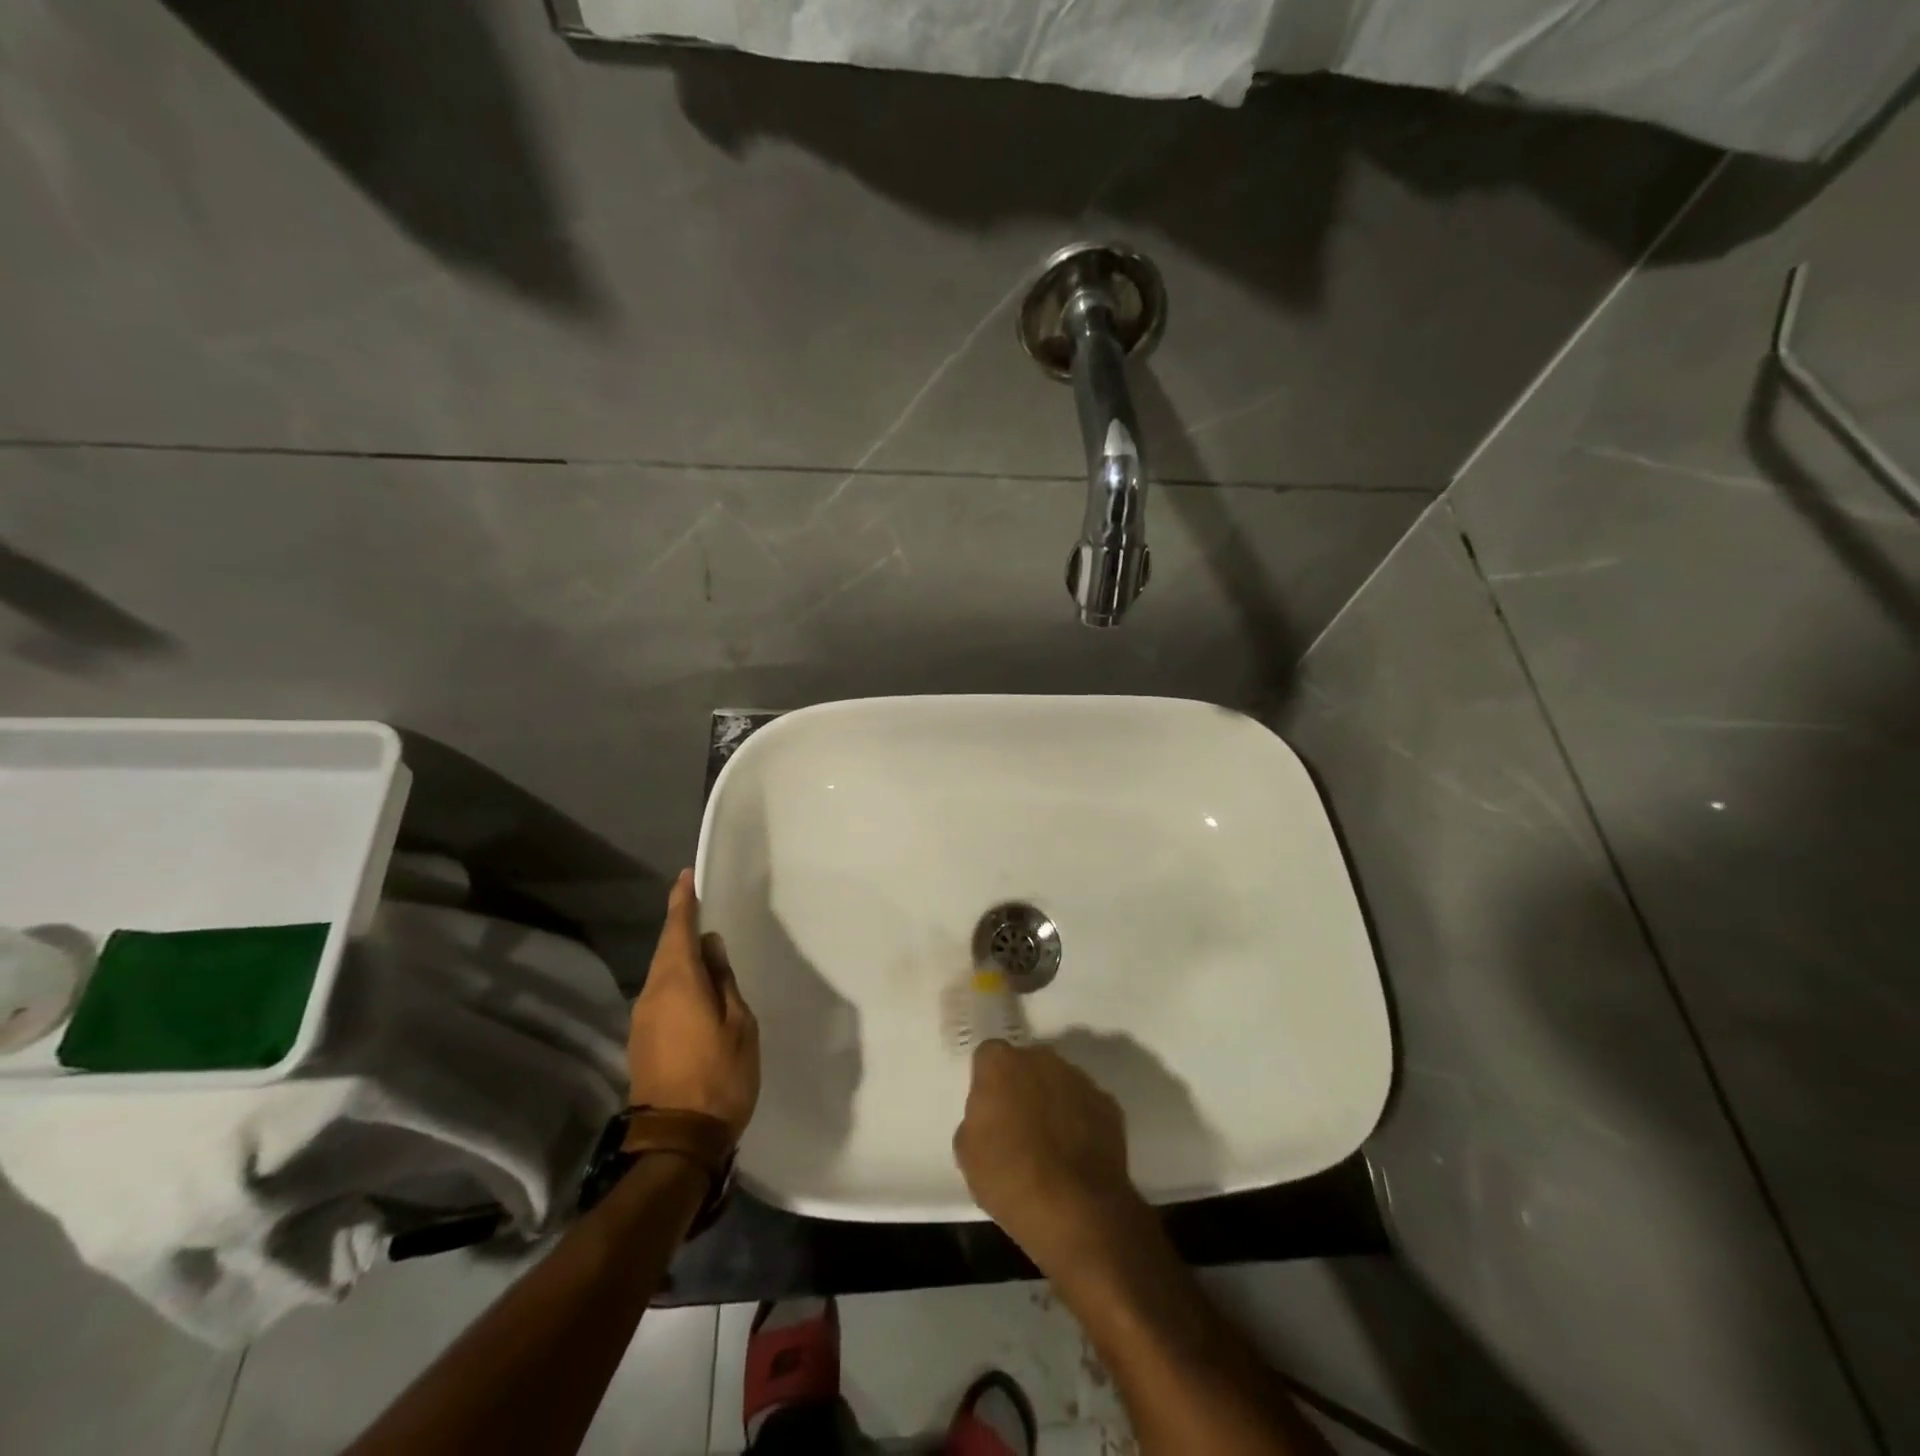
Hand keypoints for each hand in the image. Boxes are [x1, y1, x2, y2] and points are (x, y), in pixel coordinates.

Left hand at [628, 871, 759, 1142]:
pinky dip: (676, 981)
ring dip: (679, 956)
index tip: (685, 877)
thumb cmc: (720, 1075)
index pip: (677, 930)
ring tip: (703, 949)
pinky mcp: (641, 1040)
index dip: (682, 901)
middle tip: (698, 907)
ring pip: (661, 973)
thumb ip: (723, 981)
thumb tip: (710, 948)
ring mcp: (642, 1019)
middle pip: (666, 949)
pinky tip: (695, 988)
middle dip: (680, 926)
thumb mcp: (738, 1023)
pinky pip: (660, 995)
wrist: (677, 1140)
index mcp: (677, 983)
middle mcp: (652, 994)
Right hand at [953, 1041, 1148, 1282]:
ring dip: (1052, 1102)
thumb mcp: (968, 1152)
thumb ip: (977, 1117)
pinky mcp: (1108, 1104)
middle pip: (1026, 1064)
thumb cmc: (1010, 1178)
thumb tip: (992, 1115)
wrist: (1076, 1211)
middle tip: (1017, 1126)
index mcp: (1001, 1063)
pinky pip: (1085, 1105)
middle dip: (1021, 1086)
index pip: (988, 1056)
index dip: (988, 1082)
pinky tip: (1075, 1155)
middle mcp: (1041, 1058)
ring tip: (1050, 1145)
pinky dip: (1080, 1122)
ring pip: (1058, 1082)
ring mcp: (1079, 1079)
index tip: (989, 1110)